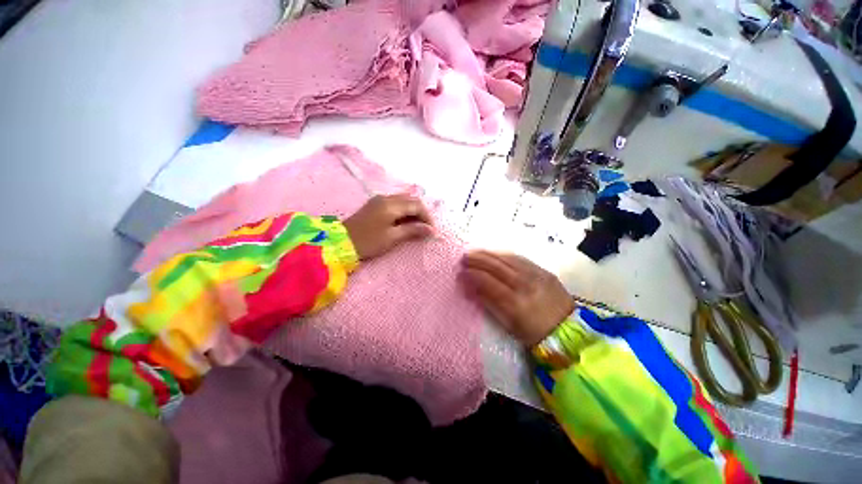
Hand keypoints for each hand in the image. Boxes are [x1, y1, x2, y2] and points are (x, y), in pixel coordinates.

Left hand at [344, 194, 434, 259]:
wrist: (341, 242)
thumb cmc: (368, 241)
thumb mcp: (392, 237)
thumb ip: (412, 230)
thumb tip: (430, 230)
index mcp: (391, 205)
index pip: (417, 205)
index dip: (427, 217)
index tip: (432, 231)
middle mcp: (386, 198)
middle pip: (411, 200)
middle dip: (422, 213)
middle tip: (426, 229)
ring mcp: (380, 199)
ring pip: (404, 201)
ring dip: (413, 212)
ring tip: (417, 227)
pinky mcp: (375, 204)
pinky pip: (396, 203)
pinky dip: (404, 211)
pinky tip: (405, 222)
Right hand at [461, 250, 574, 346]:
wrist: (569, 331)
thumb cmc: (535, 334)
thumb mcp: (510, 325)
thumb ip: (490, 304)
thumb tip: (472, 289)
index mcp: (515, 302)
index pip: (488, 282)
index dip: (472, 275)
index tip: (461, 273)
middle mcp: (525, 284)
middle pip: (497, 266)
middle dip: (477, 260)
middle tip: (464, 257)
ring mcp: (536, 275)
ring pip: (507, 259)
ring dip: (489, 254)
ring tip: (475, 252)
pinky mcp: (544, 271)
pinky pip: (520, 259)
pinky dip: (504, 254)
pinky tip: (495, 253)